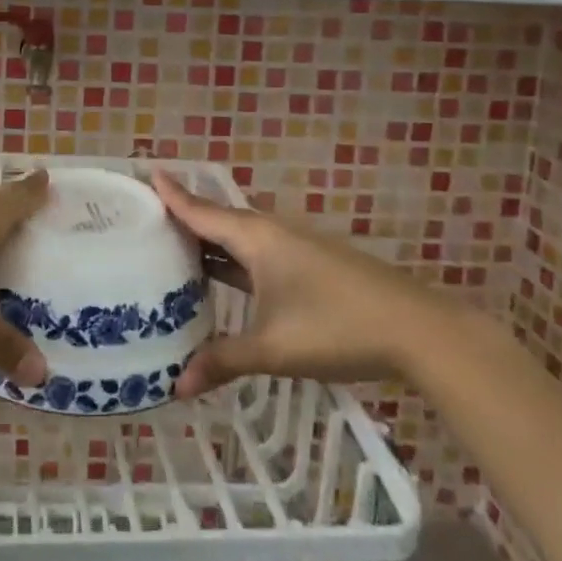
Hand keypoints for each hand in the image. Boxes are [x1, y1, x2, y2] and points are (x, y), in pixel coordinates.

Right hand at [152, 170, 449, 397]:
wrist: (417, 330)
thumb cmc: (336, 328)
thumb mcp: (273, 349)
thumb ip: (223, 362)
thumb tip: (176, 387)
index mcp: (255, 238)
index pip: (201, 210)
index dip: (171, 194)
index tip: (145, 172)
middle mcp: (271, 233)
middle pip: (217, 220)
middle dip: (183, 219)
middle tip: (144, 221)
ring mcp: (295, 247)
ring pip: (239, 238)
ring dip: (209, 242)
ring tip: (174, 249)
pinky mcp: (311, 264)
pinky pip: (257, 252)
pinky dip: (233, 259)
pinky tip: (224, 278)